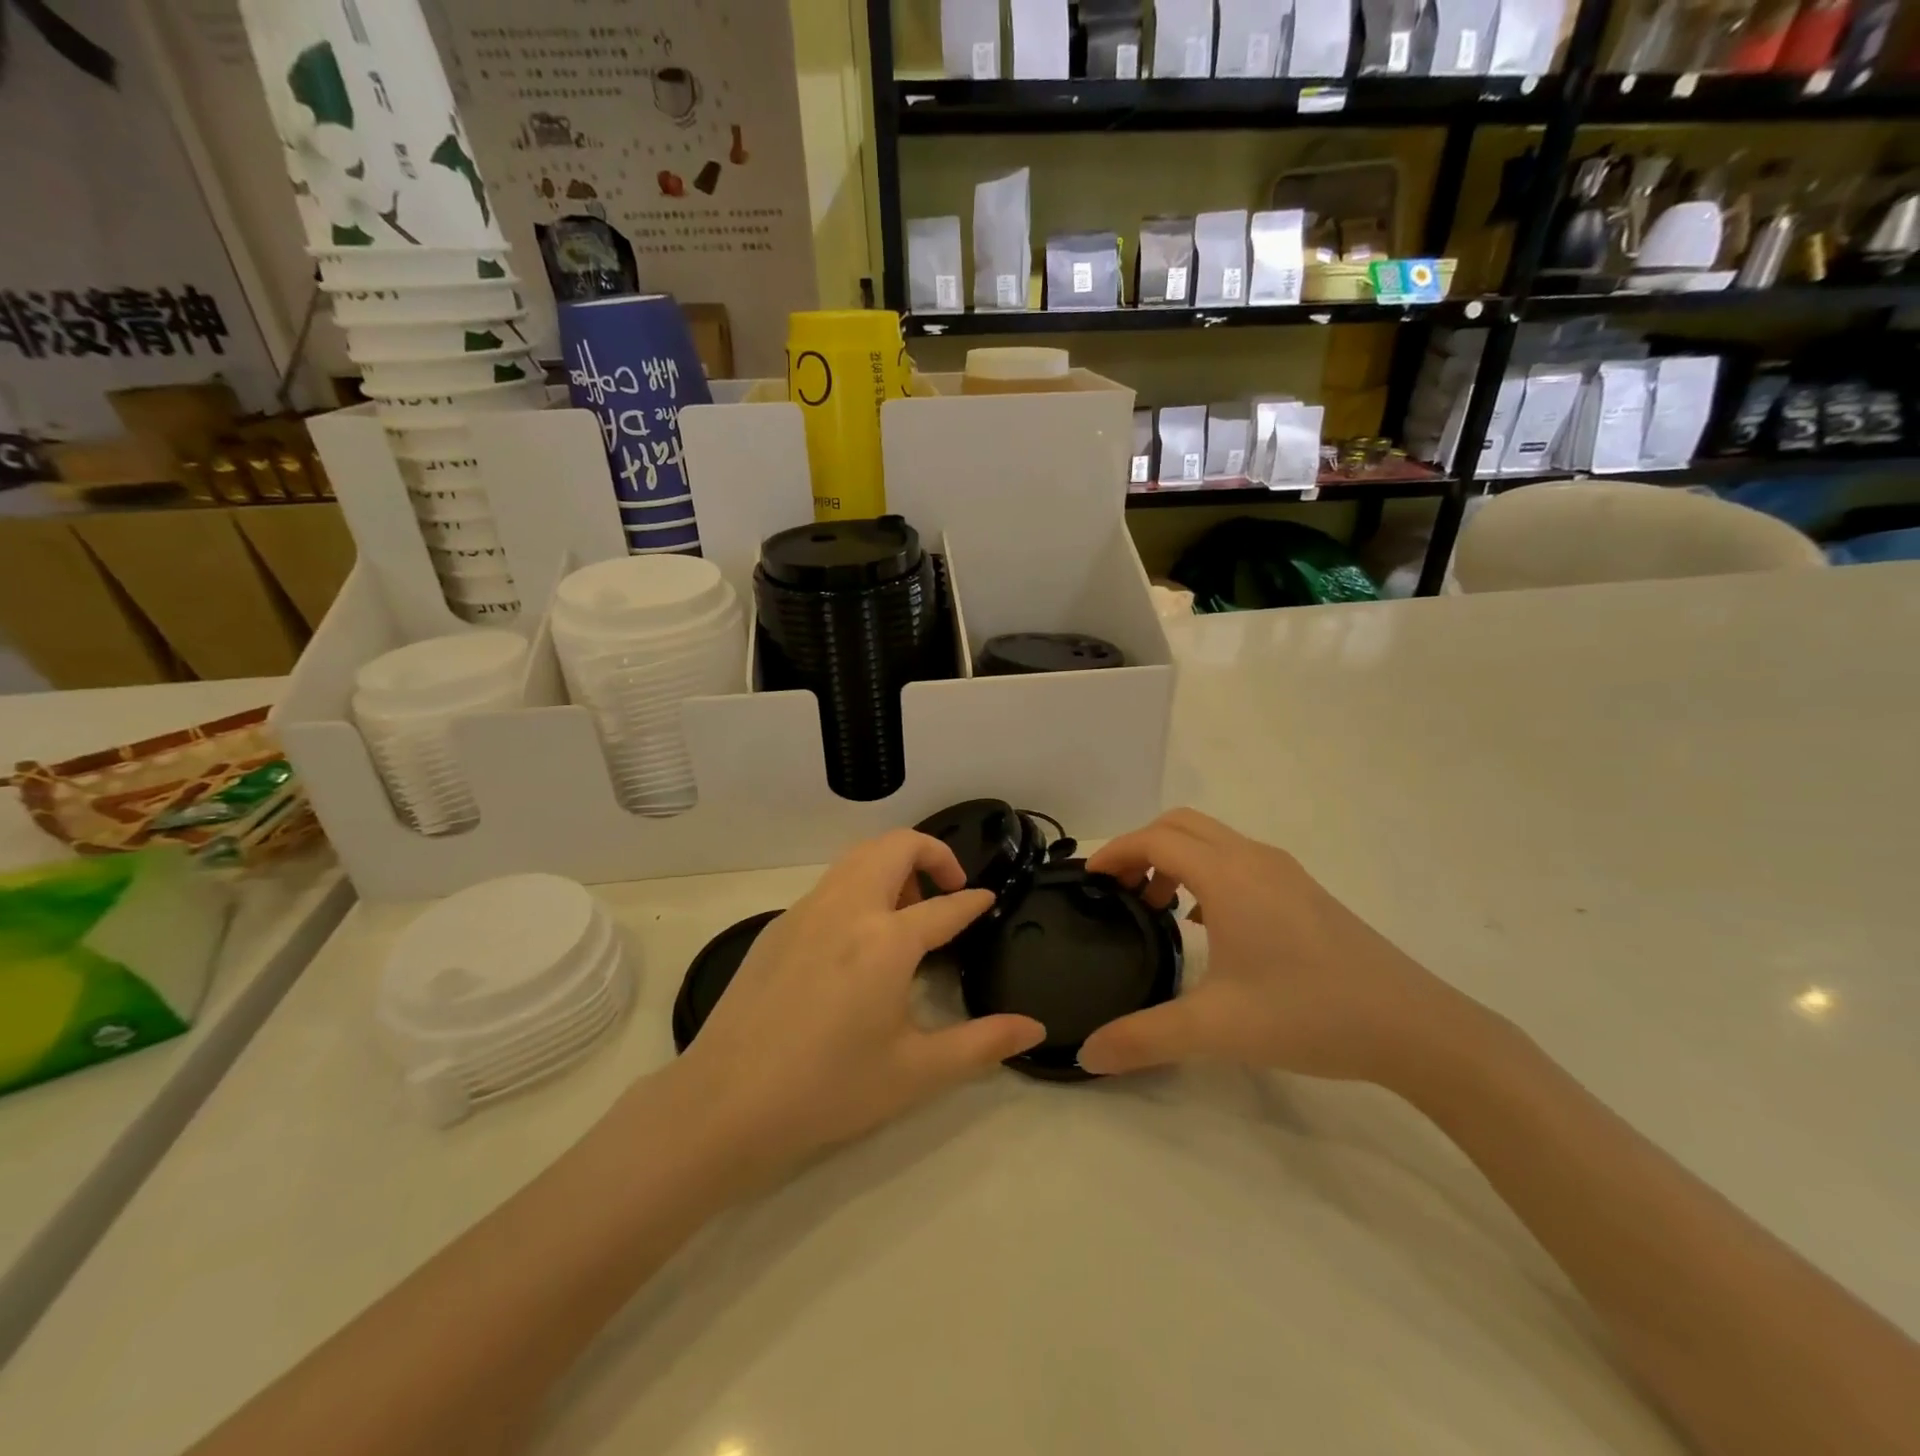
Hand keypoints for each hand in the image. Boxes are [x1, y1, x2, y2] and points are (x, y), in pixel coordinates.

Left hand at [672, 830, 1044, 1177]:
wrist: (725, 1103)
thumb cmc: (829, 1089)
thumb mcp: (915, 1072)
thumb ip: (981, 1044)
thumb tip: (1033, 1028)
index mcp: (886, 940)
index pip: (945, 907)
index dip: (973, 901)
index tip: (988, 900)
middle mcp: (847, 908)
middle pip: (896, 846)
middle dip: (932, 853)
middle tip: (949, 890)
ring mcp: (806, 910)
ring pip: (858, 856)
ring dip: (892, 865)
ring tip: (908, 912)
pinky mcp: (778, 925)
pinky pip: (830, 883)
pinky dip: (859, 885)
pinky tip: (858, 938)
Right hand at [1077, 809, 1469, 1084]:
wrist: (1415, 1028)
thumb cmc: (1309, 1014)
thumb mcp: (1217, 1029)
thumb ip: (1143, 1038)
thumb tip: (1086, 1055)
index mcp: (1228, 876)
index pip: (1155, 840)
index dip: (1116, 852)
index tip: (1089, 879)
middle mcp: (1253, 859)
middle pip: (1181, 825)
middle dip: (1141, 847)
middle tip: (1118, 890)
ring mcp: (1284, 872)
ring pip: (1212, 840)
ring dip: (1175, 858)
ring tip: (1157, 907)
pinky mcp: (1304, 891)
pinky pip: (1237, 860)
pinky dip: (1205, 872)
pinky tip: (1206, 924)